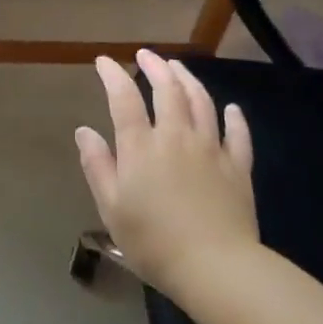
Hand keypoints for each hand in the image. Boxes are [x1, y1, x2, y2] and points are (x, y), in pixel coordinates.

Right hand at [74, 50, 257, 295]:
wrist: (216, 268)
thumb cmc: (154, 242)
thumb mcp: (111, 208)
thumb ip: (97, 166)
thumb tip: (84, 131)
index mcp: (141, 147)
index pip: (124, 98)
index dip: (113, 75)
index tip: (104, 61)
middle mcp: (176, 137)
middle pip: (167, 90)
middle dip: (155, 67)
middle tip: (145, 55)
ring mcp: (211, 150)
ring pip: (202, 103)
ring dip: (188, 80)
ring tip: (178, 67)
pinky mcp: (238, 168)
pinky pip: (238, 135)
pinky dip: (234, 118)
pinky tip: (231, 109)